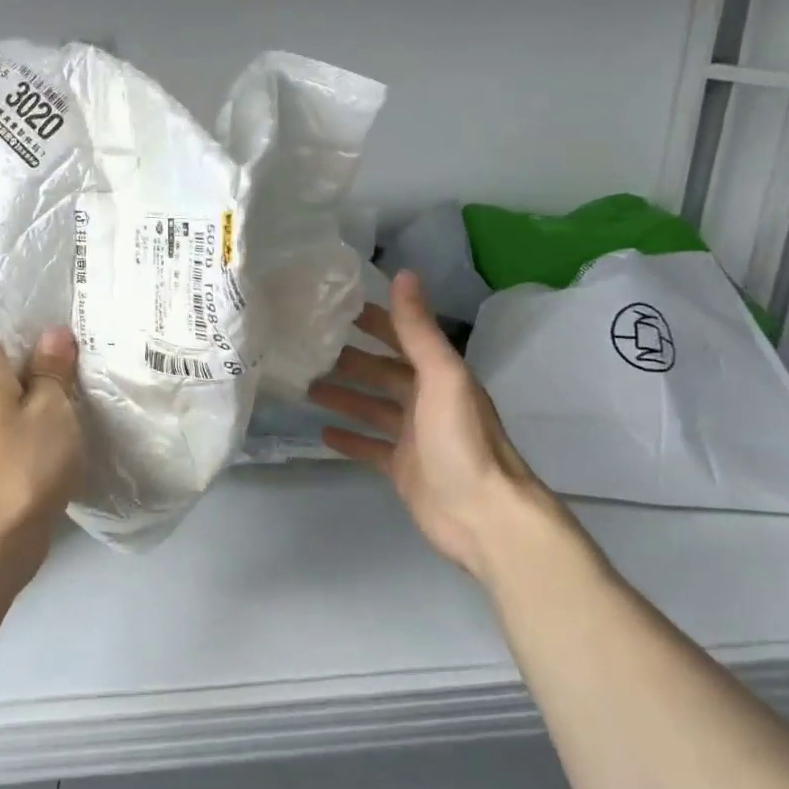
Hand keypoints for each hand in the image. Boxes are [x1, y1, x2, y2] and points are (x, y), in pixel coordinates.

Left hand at [0, 305, 82, 586]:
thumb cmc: (23, 467)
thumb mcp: (51, 410)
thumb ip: (52, 368)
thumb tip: (53, 334)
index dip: (18, 299)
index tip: (58, 295)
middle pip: (3, 344)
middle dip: (41, 332)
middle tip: (86, 322)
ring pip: (15, 377)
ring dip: (46, 368)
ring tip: (89, 356)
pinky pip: (20, 407)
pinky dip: (44, 399)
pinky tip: (77, 401)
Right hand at [307, 270, 583, 582]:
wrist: (482, 515)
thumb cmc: (461, 440)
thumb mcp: (441, 376)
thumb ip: (418, 329)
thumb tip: (403, 273)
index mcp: (439, 374)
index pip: (402, 337)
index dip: (374, 321)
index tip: (336, 309)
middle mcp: (427, 400)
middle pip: (382, 372)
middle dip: (350, 360)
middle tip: (307, 350)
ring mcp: (414, 437)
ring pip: (372, 408)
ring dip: (343, 396)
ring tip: (305, 386)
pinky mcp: (402, 468)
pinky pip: (369, 447)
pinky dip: (349, 438)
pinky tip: (322, 431)